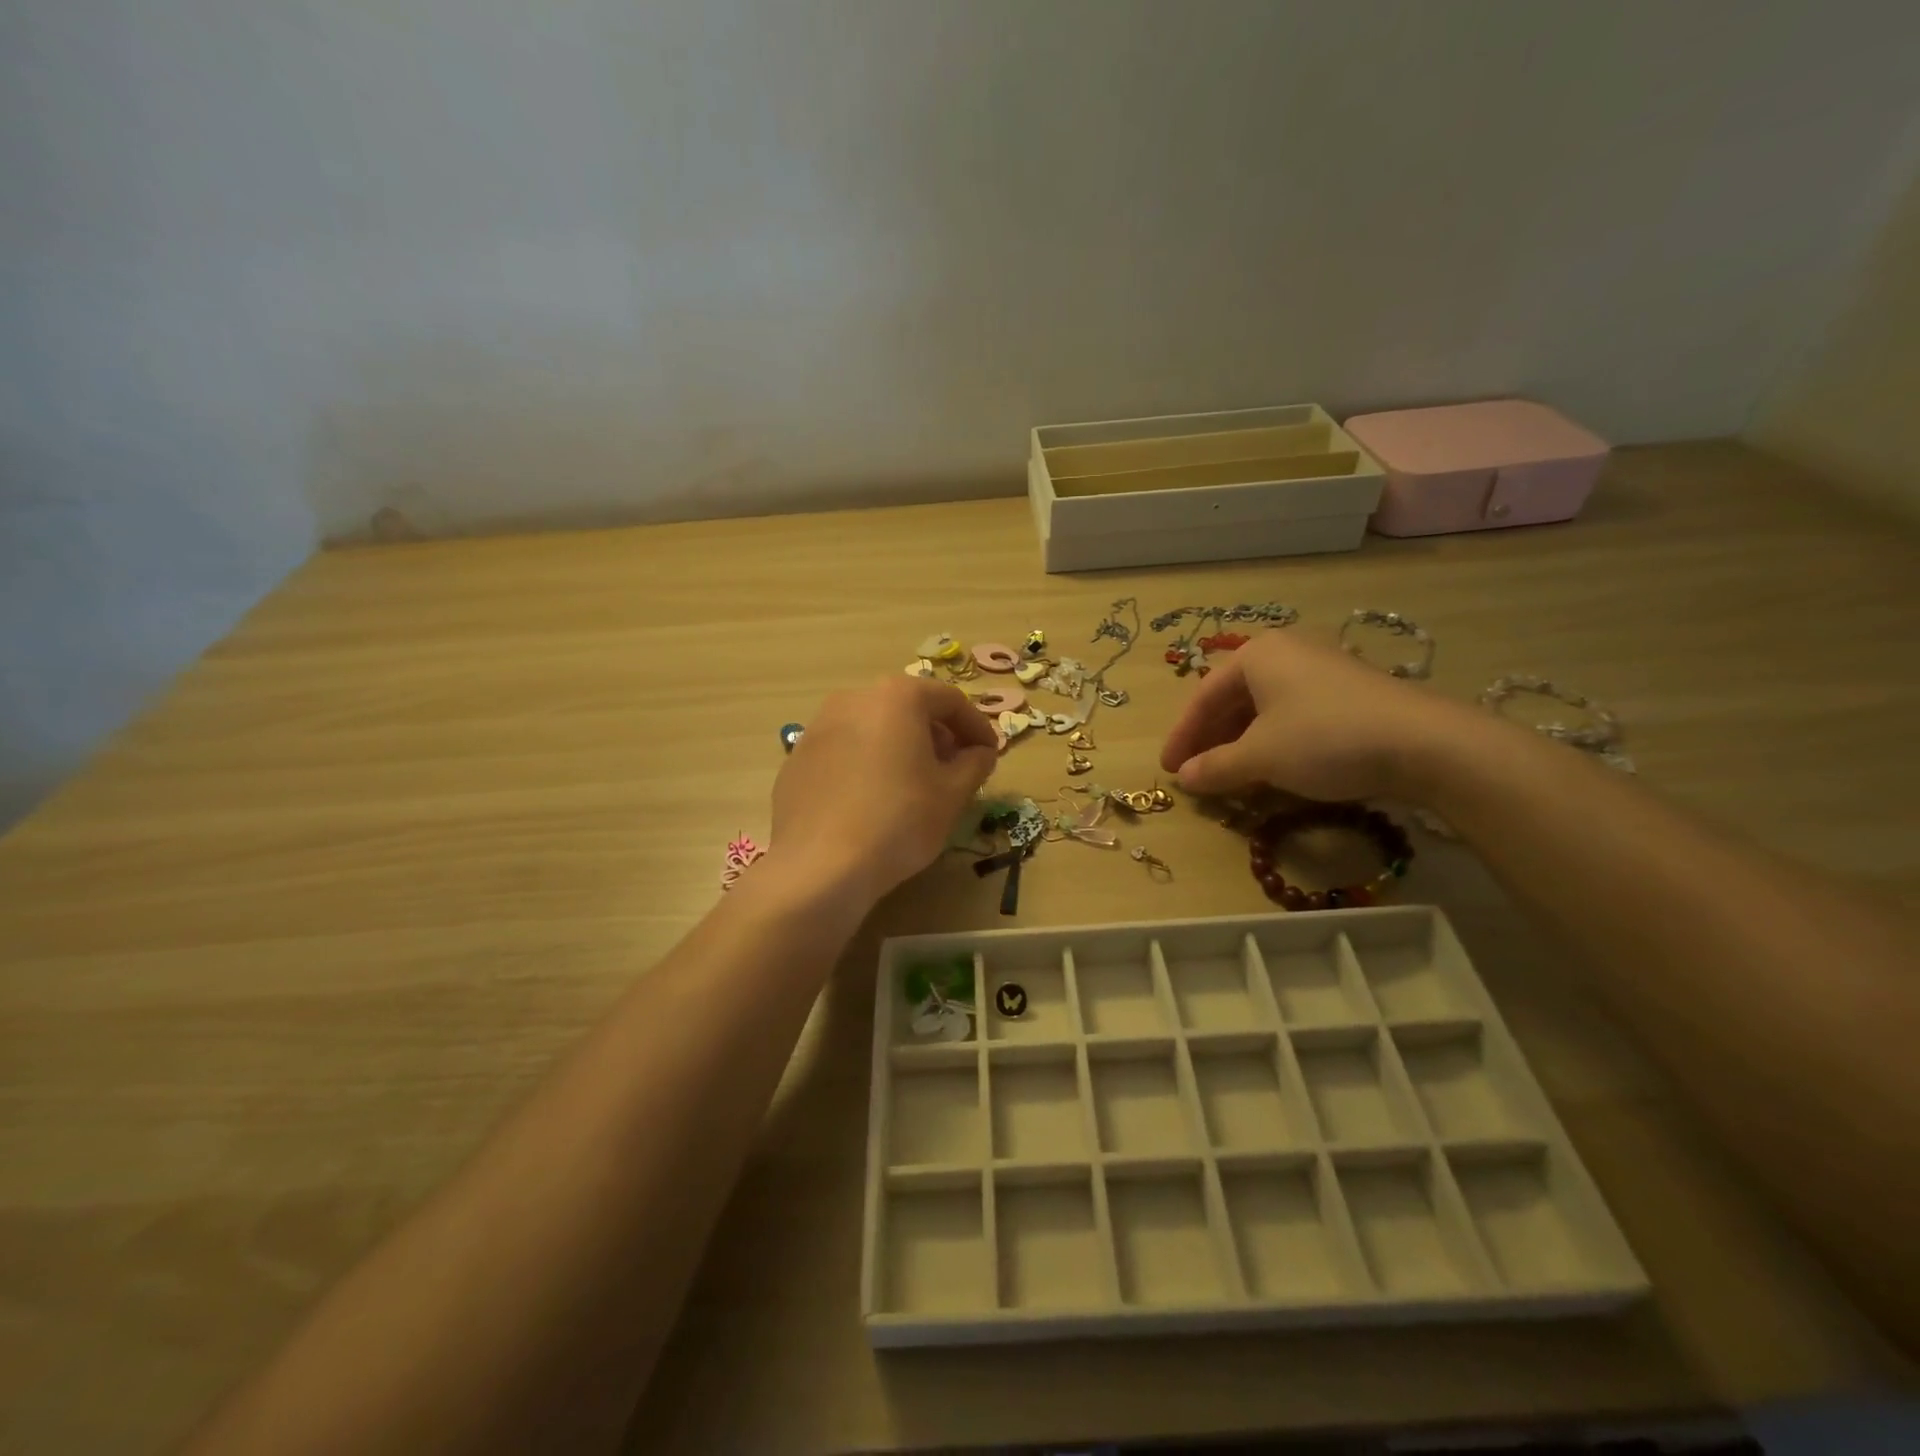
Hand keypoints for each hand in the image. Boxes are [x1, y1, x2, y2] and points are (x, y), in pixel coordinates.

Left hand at [771, 676, 997, 905]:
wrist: (819, 866)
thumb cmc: (899, 821)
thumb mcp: (952, 794)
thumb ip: (975, 764)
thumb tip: (980, 753)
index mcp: (897, 697)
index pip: (949, 700)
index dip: (977, 726)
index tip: (990, 754)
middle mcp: (853, 699)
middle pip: (908, 708)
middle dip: (937, 734)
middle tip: (955, 768)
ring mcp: (818, 727)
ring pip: (873, 727)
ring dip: (901, 747)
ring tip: (914, 785)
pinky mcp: (796, 759)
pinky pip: (844, 751)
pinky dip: (867, 764)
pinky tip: (873, 800)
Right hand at [1159, 631, 1478, 803]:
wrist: (1425, 743)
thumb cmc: (1324, 739)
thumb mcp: (1261, 757)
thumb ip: (1215, 767)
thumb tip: (1184, 779)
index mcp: (1257, 654)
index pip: (1203, 696)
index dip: (1182, 736)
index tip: (1169, 769)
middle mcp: (1287, 652)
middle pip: (1233, 698)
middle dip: (1211, 739)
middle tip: (1196, 773)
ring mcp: (1321, 669)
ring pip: (1264, 708)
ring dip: (1241, 743)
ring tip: (1230, 775)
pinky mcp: (1348, 692)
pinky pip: (1293, 714)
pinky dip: (1273, 741)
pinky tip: (1273, 768)